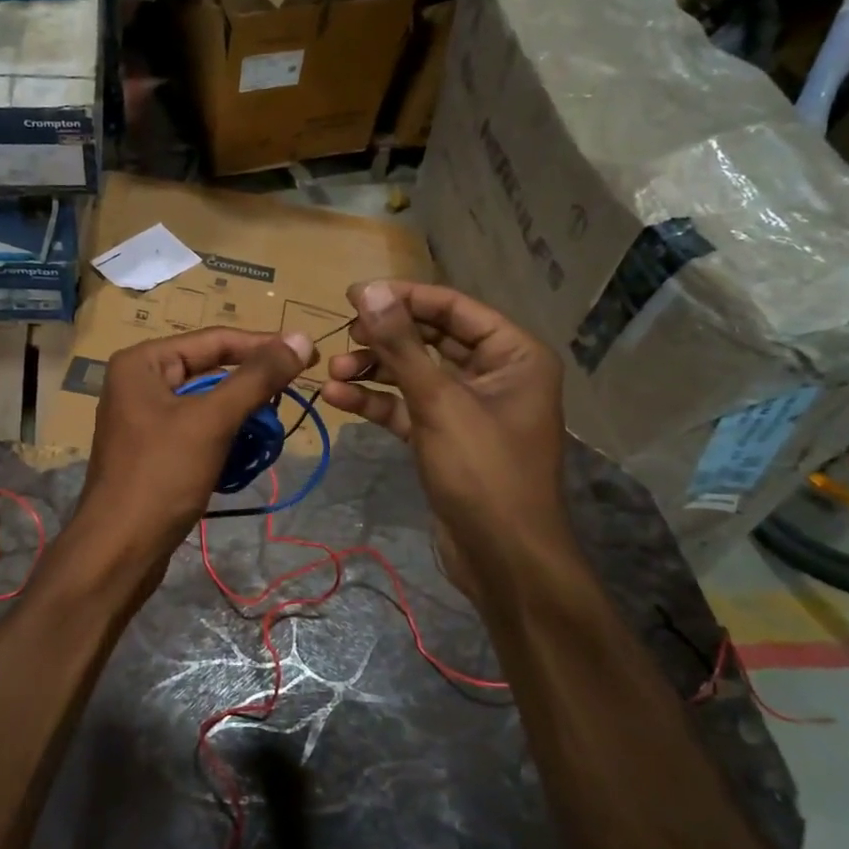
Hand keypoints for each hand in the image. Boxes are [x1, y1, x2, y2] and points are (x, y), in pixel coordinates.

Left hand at [75, 326, 316, 575]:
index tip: (308, 355)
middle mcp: (139, 382)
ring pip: (206, 402)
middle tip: (295, 390)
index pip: (214, 340)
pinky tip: (248, 451)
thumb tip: (301, 337)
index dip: (264, 346)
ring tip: (274, 425)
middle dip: (251, 384)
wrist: (119, 550)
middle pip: (209, 369)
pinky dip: (225, 436)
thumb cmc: (161, 475)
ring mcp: (143, 418)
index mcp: (143, 362)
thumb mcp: (212, 420)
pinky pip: (197, 430)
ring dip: (241, 413)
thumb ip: (257, 377)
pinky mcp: (153, 450)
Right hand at [320, 281, 569, 595]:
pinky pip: (409, 407)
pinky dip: (378, 402)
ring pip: (416, 374)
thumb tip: (369, 290)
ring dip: (375, 370)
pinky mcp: (446, 437)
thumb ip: (401, 345)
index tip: (354, 294)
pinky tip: (339, 398)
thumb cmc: (483, 471)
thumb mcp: (438, 402)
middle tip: (343, 334)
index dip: (404, 297)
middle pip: (432, 340)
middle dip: (386, 338)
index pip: (454, 309)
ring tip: (334, 371)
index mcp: (514, 355)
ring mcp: (469, 408)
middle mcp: (495, 374)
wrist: (502, 558)